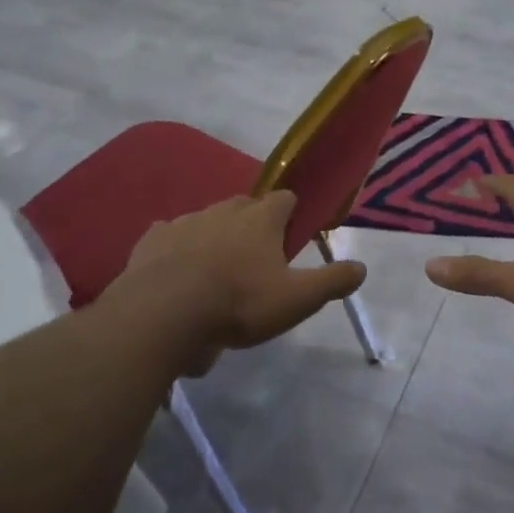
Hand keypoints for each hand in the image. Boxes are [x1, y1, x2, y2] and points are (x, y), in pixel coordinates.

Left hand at [109, 191, 366, 374]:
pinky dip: (177, 246)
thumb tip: (361, 267)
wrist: (165, 313)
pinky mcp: (152, 239)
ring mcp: (185, 221)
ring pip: (207, 219)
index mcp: (261, 220)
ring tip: (216, 269)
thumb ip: (332, 282)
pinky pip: (169, 234)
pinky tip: (177, 268)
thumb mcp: (297, 300)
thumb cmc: (239, 303)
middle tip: (257, 256)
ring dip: (215, 235)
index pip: (285, 199)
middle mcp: (224, 210)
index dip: (291, 212)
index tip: (292, 231)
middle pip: (245, 206)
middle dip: (253, 222)